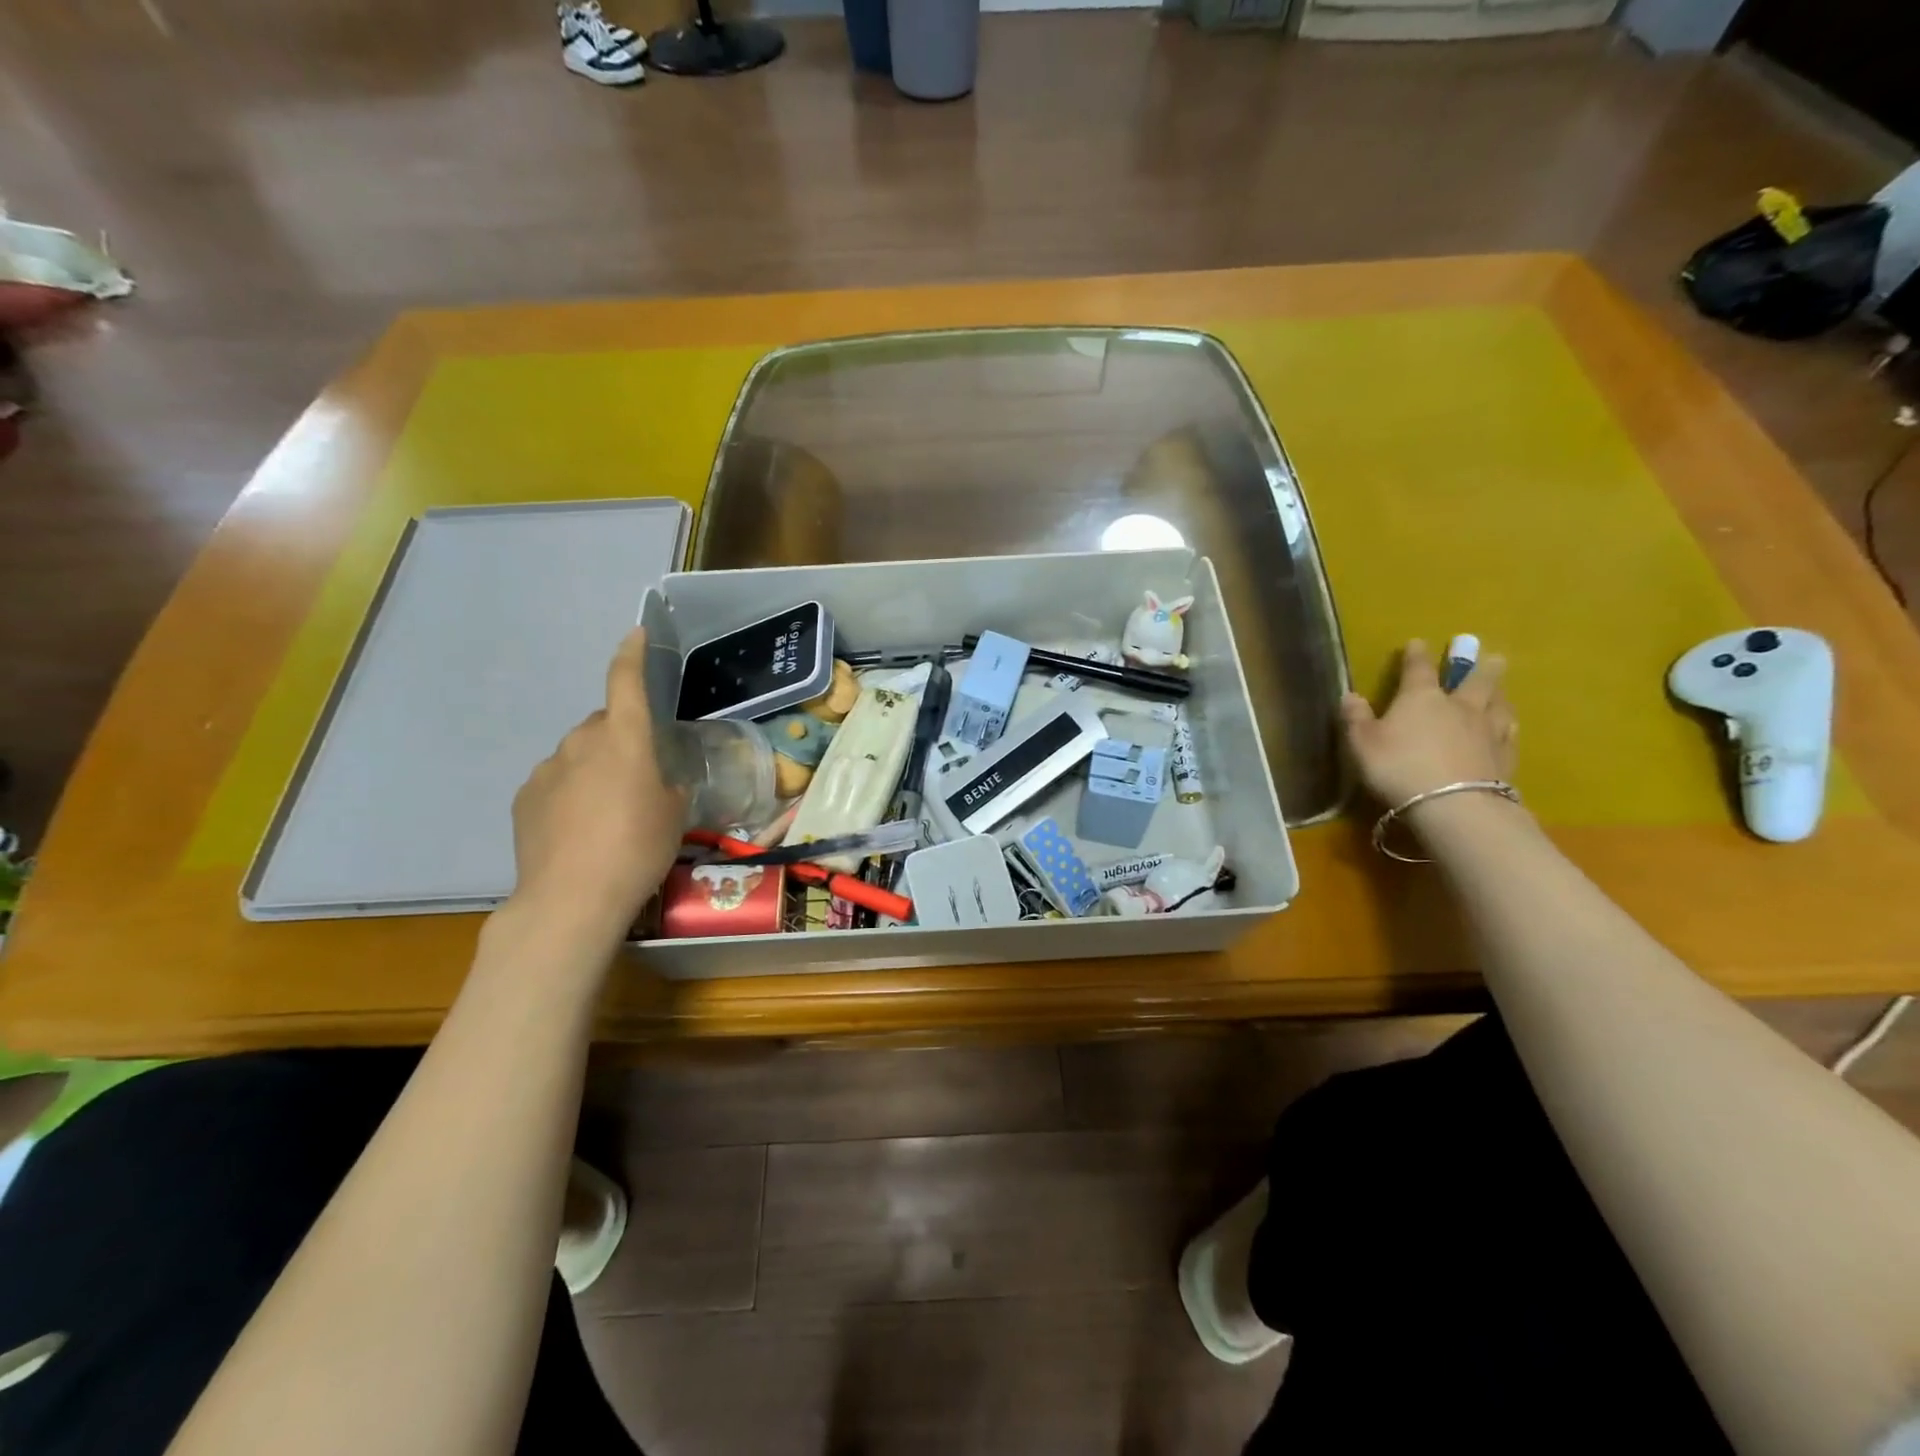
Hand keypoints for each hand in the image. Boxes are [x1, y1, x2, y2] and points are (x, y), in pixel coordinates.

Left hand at [508, 629, 687, 942]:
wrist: (572, 897)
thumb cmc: (638, 848)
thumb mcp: (674, 813)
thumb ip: (667, 783)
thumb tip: (657, 777)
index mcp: (624, 738)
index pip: (626, 681)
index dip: (632, 654)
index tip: (636, 634)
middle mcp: (581, 742)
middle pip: (603, 725)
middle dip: (620, 739)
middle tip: (638, 777)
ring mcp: (547, 768)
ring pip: (578, 754)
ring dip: (594, 769)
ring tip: (607, 812)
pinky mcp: (524, 797)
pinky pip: (555, 781)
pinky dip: (570, 792)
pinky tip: (578, 829)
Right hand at [1339, 639, 1516, 808]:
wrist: (1452, 804)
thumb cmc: (1398, 767)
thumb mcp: (1362, 743)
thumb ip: (1356, 718)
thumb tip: (1350, 695)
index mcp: (1421, 698)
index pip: (1418, 669)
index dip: (1416, 655)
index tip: (1418, 642)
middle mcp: (1459, 707)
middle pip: (1475, 681)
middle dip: (1480, 667)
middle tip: (1492, 656)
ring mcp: (1487, 731)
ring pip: (1498, 705)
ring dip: (1500, 693)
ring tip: (1502, 689)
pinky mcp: (1505, 757)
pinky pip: (1509, 735)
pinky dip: (1508, 727)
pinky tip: (1510, 727)